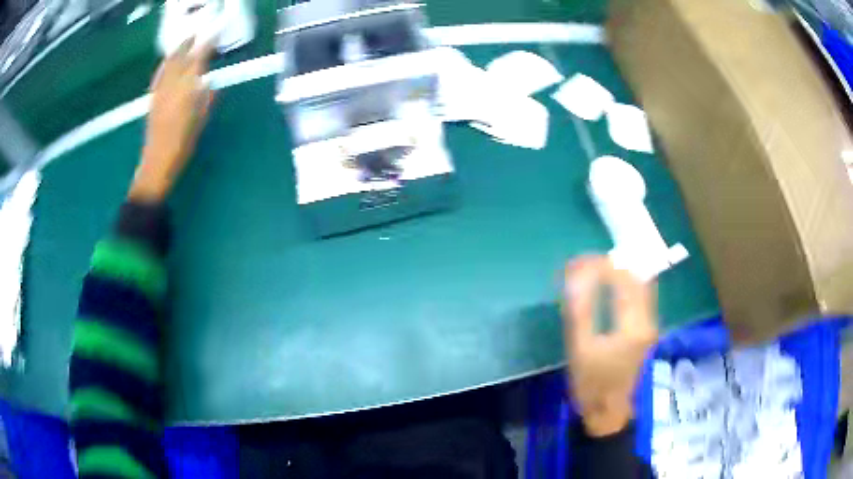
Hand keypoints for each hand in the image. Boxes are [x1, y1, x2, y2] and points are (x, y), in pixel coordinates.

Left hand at [129, 40, 214, 201]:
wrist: (156, 164)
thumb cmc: (182, 147)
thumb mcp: (200, 123)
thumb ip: (206, 100)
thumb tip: (210, 83)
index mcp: (186, 92)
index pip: (197, 62)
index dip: (206, 47)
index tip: (214, 37)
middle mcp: (171, 87)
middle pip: (180, 59)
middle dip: (189, 44)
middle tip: (199, 34)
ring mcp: (159, 92)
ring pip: (167, 65)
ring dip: (176, 51)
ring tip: (184, 42)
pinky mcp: (152, 100)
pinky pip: (158, 76)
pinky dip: (164, 65)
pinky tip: (166, 62)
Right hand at [562, 256, 656, 436]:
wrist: (608, 411)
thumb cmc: (592, 385)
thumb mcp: (580, 349)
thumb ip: (580, 310)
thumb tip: (575, 275)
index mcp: (633, 326)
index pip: (624, 280)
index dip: (602, 265)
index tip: (578, 262)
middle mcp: (648, 321)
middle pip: (638, 278)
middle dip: (613, 264)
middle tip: (586, 262)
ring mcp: (650, 325)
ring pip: (642, 286)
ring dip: (621, 273)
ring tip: (595, 269)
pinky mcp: (646, 330)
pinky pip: (640, 297)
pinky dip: (625, 285)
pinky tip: (610, 286)